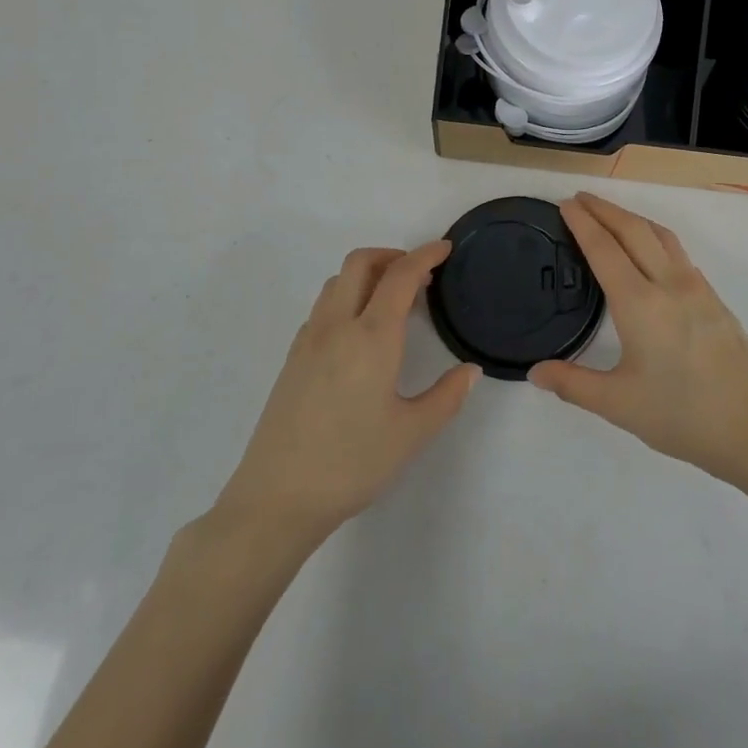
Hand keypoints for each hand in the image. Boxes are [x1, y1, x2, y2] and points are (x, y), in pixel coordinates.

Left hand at [215, 240, 477, 542]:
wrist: (276, 499)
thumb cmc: (352, 463)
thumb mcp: (412, 433)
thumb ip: (447, 396)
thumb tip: (471, 370)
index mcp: (372, 336)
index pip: (400, 275)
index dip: (425, 254)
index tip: (445, 248)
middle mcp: (337, 325)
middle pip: (360, 263)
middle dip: (392, 256)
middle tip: (420, 275)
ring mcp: (309, 340)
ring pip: (337, 282)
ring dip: (366, 274)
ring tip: (392, 300)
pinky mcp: (292, 358)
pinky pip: (323, 307)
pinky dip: (347, 297)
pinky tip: (360, 333)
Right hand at [529, 195, 747, 486]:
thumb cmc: (683, 416)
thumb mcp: (619, 405)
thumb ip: (573, 384)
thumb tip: (535, 372)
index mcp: (640, 304)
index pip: (604, 249)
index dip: (583, 223)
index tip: (565, 204)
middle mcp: (669, 284)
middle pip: (633, 230)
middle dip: (604, 209)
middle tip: (579, 199)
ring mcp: (697, 288)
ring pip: (660, 235)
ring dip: (632, 218)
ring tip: (611, 216)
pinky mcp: (715, 299)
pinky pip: (678, 252)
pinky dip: (654, 237)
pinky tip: (650, 252)